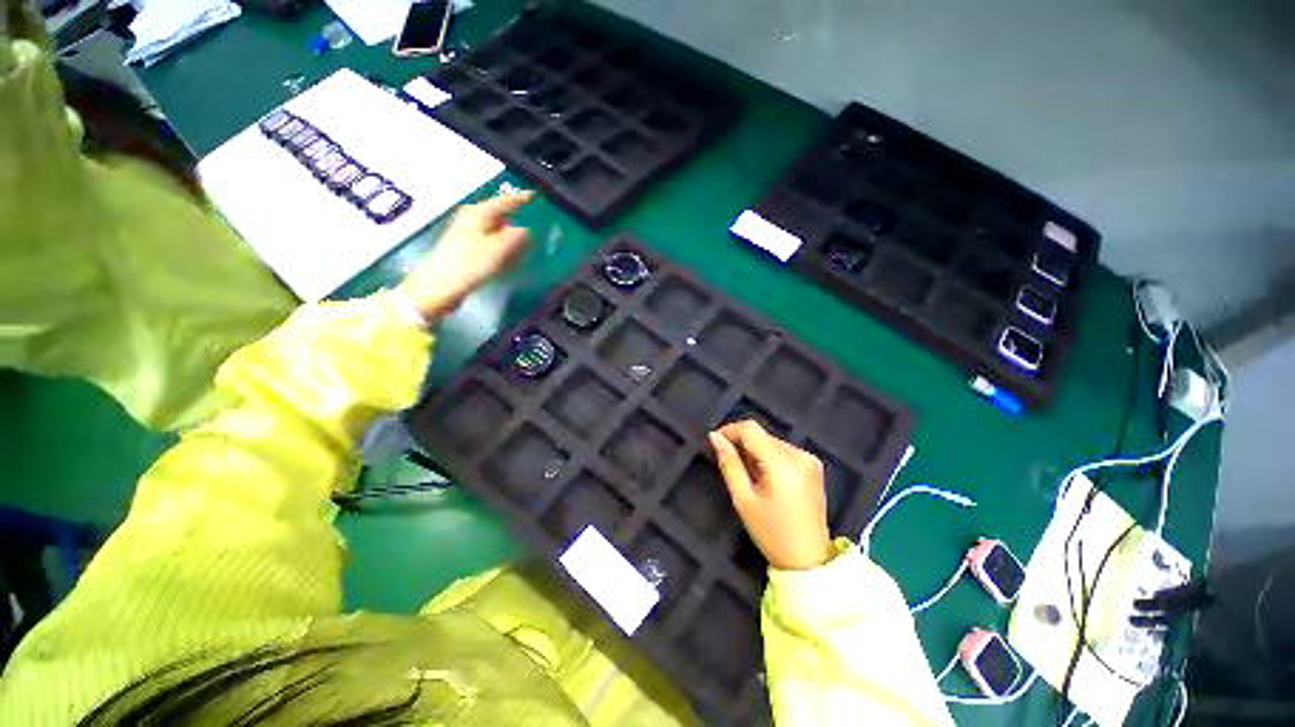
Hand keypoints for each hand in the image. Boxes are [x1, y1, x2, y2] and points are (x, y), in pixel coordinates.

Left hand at [397, 190, 534, 323]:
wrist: (439, 286)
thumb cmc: (469, 265)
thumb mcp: (498, 250)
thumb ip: (516, 237)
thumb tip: (527, 230)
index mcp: (479, 214)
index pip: (504, 202)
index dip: (519, 199)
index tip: (534, 196)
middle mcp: (471, 219)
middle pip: (499, 215)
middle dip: (515, 220)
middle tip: (533, 229)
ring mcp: (466, 234)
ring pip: (495, 230)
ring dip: (509, 237)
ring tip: (524, 247)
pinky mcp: (465, 250)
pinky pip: (489, 243)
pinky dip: (501, 248)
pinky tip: (508, 259)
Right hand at [709, 421, 833, 570]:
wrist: (808, 560)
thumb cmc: (772, 533)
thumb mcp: (743, 499)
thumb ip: (729, 463)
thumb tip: (715, 436)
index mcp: (783, 463)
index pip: (751, 429)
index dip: (729, 430)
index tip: (715, 442)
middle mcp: (799, 455)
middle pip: (762, 435)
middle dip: (742, 444)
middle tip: (730, 464)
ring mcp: (809, 459)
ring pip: (771, 441)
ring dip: (755, 451)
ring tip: (748, 476)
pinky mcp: (813, 465)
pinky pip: (783, 450)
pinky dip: (769, 457)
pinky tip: (764, 478)